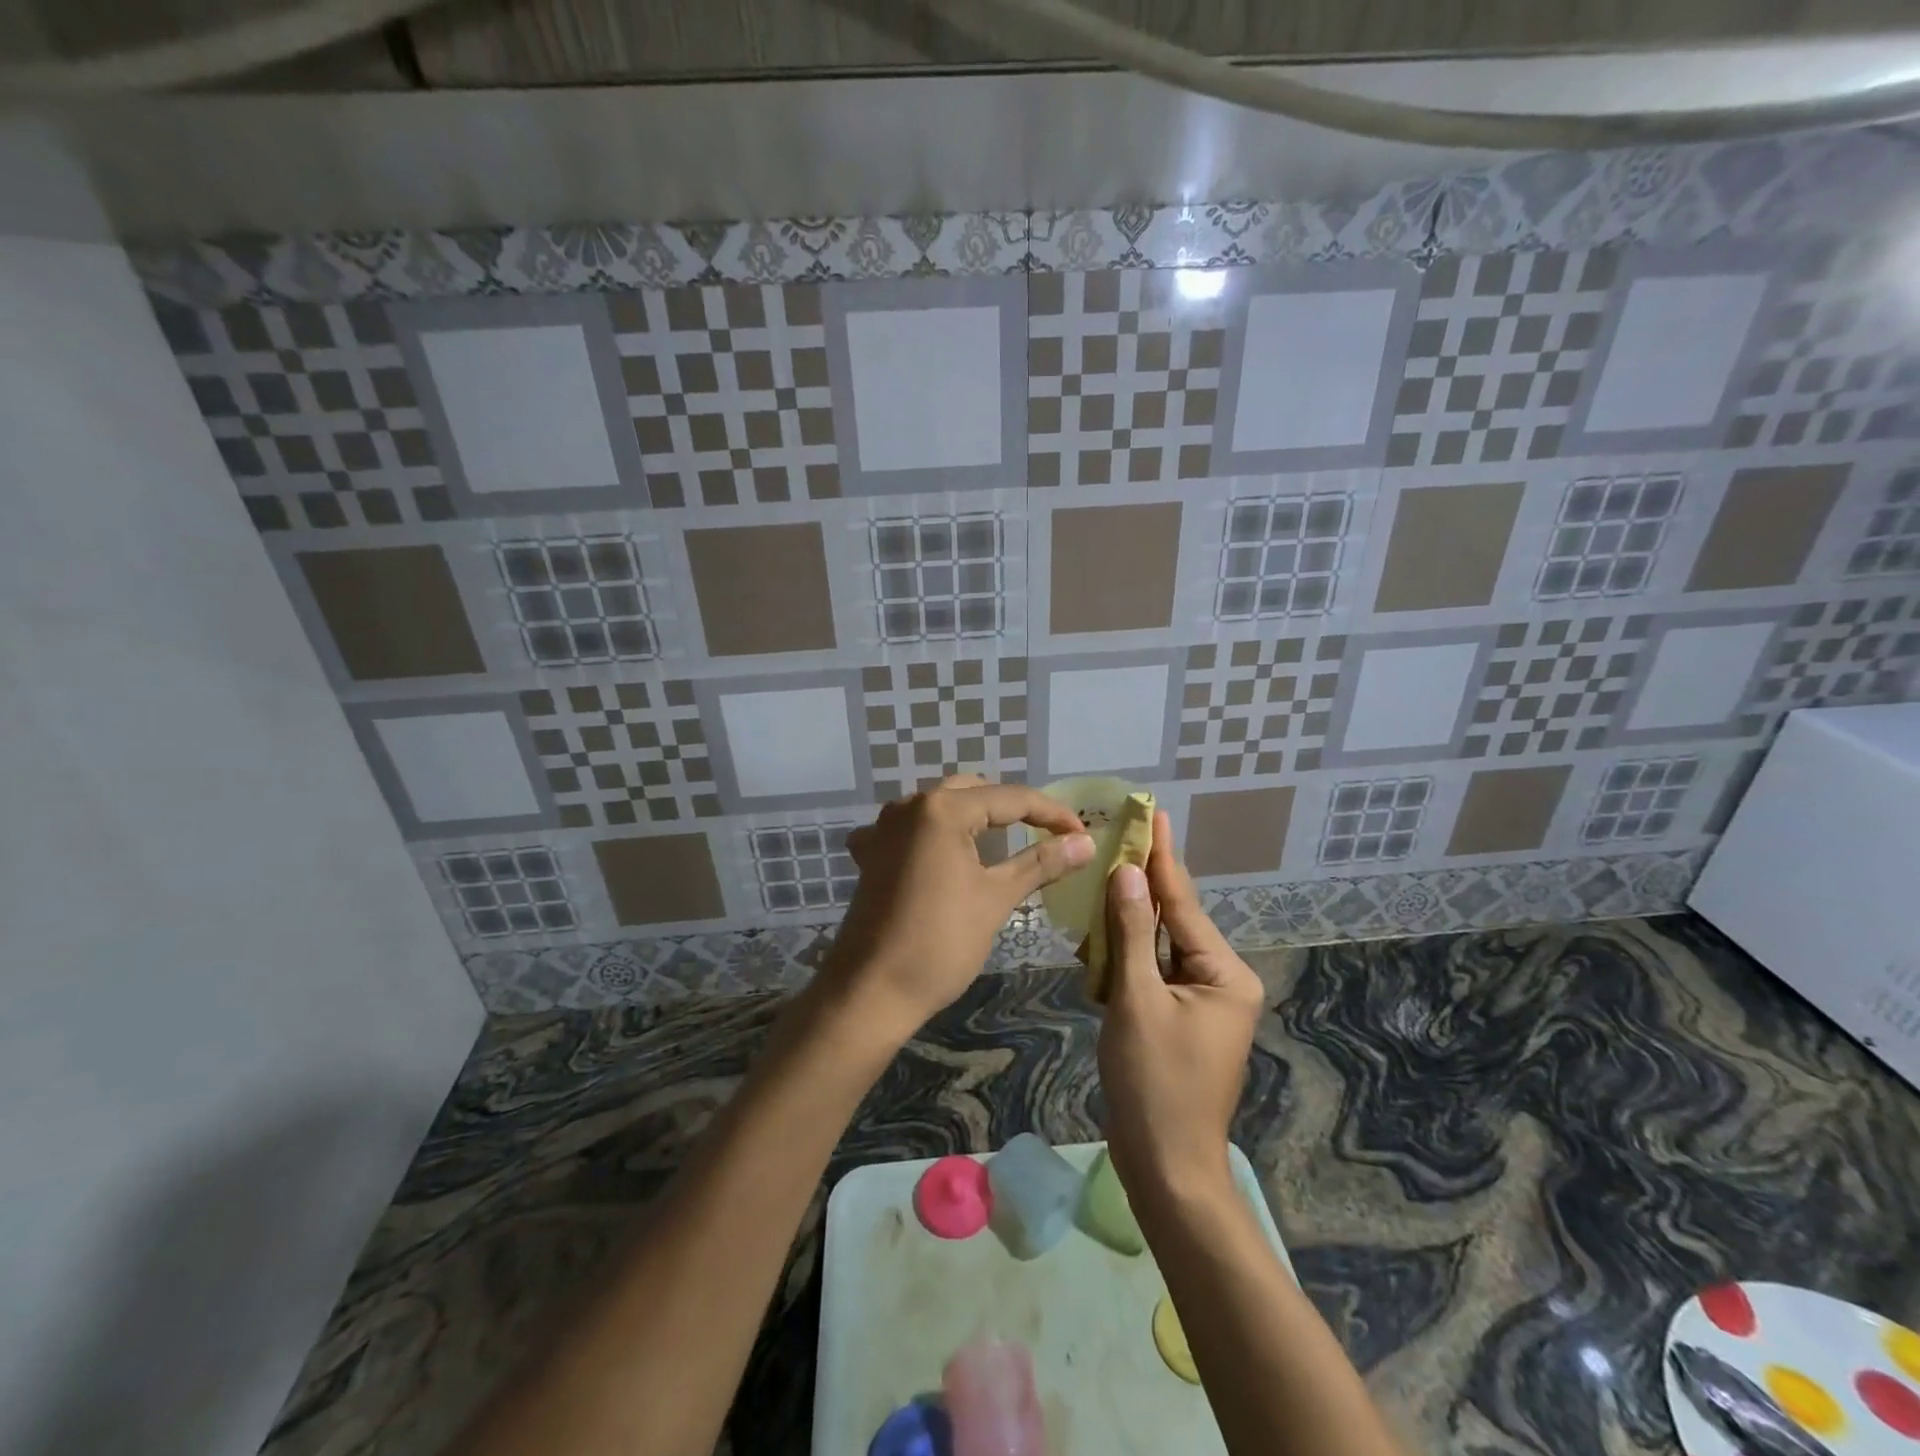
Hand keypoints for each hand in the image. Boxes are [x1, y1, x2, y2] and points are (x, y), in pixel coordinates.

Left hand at [819, 776, 1092, 1040]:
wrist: (870, 992)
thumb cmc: (940, 943)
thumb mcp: (996, 898)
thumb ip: (1041, 862)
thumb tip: (1086, 843)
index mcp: (942, 809)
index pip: (1010, 798)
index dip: (1051, 813)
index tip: (1083, 834)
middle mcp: (909, 805)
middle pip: (974, 793)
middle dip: (1013, 811)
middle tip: (1048, 836)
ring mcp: (883, 828)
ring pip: (942, 808)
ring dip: (976, 820)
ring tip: (1008, 843)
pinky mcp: (871, 854)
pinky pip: (913, 830)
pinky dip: (938, 836)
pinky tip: (946, 857)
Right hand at [1098, 810, 1264, 1201]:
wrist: (1165, 1167)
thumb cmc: (1154, 1083)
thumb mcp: (1137, 1001)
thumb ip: (1132, 934)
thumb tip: (1128, 874)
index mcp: (1223, 973)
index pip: (1184, 902)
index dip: (1162, 857)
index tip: (1151, 814)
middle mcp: (1219, 980)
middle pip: (1173, 920)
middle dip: (1141, 884)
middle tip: (1117, 838)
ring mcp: (1199, 1002)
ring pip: (1157, 946)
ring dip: (1126, 922)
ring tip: (1098, 881)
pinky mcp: (1177, 1019)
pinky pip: (1150, 973)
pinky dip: (1125, 957)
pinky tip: (1096, 941)